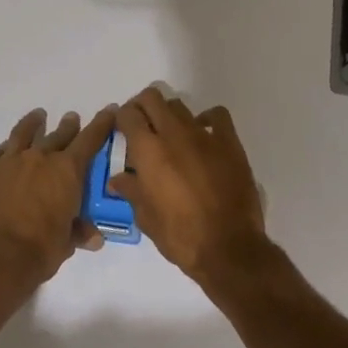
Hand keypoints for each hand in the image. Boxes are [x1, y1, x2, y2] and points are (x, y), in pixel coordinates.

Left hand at [0, 106, 116, 290]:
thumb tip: (94, 237)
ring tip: (38, 116)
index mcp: (66, 171)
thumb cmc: (39, 250)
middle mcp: (39, 158)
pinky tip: (4, 149)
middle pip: (58, 135)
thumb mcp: (66, 243)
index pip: (89, 140)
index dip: (101, 124)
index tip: (109, 109)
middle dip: (68, 126)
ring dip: (33, 123)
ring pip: (23, 134)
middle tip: (72, 118)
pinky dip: (3, 150)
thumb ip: (79, 232)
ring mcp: (9, 162)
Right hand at [110, 86, 268, 282]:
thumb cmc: (180, 236)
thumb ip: (131, 191)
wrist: (228, 248)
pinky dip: (207, 118)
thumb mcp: (147, 218)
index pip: (128, 114)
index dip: (122, 118)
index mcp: (148, 151)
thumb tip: (118, 179)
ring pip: (180, 106)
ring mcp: (204, 135)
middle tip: (142, 125)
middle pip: (152, 98)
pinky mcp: (229, 143)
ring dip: (169, 115)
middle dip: (142, 106)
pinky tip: (203, 133)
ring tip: (170, 134)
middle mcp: (173, 134)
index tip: (122, 129)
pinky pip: (217, 115)